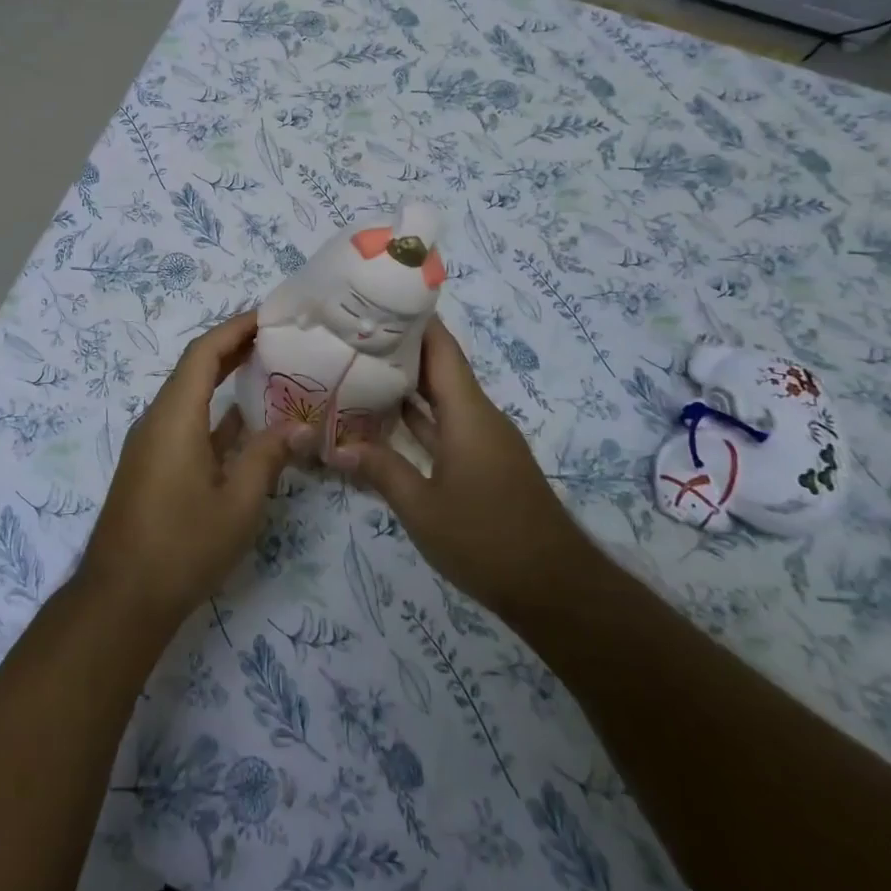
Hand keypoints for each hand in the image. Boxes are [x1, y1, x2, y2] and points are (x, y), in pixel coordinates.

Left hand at [78, 312, 293, 635]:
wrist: (121, 599)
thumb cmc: (182, 546)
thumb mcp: (237, 504)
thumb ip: (268, 457)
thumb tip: (299, 426)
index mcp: (174, 417)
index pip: (203, 353)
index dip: (234, 329)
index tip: (268, 316)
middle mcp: (157, 420)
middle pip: (194, 369)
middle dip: (232, 348)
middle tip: (276, 338)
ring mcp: (151, 443)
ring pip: (189, 396)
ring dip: (223, 380)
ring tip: (268, 371)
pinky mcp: (152, 465)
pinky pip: (185, 423)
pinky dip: (215, 414)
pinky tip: (246, 424)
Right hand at [331, 318, 590, 620]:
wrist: (554, 588)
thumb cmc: (486, 539)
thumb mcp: (422, 507)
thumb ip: (380, 470)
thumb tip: (336, 447)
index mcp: (467, 412)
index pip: (440, 347)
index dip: (412, 319)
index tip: (375, 301)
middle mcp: (478, 415)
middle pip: (438, 367)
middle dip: (398, 349)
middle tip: (351, 336)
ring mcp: (483, 440)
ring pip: (441, 397)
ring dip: (406, 384)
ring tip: (359, 368)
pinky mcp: (484, 462)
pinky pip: (447, 424)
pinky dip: (418, 417)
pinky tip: (385, 421)